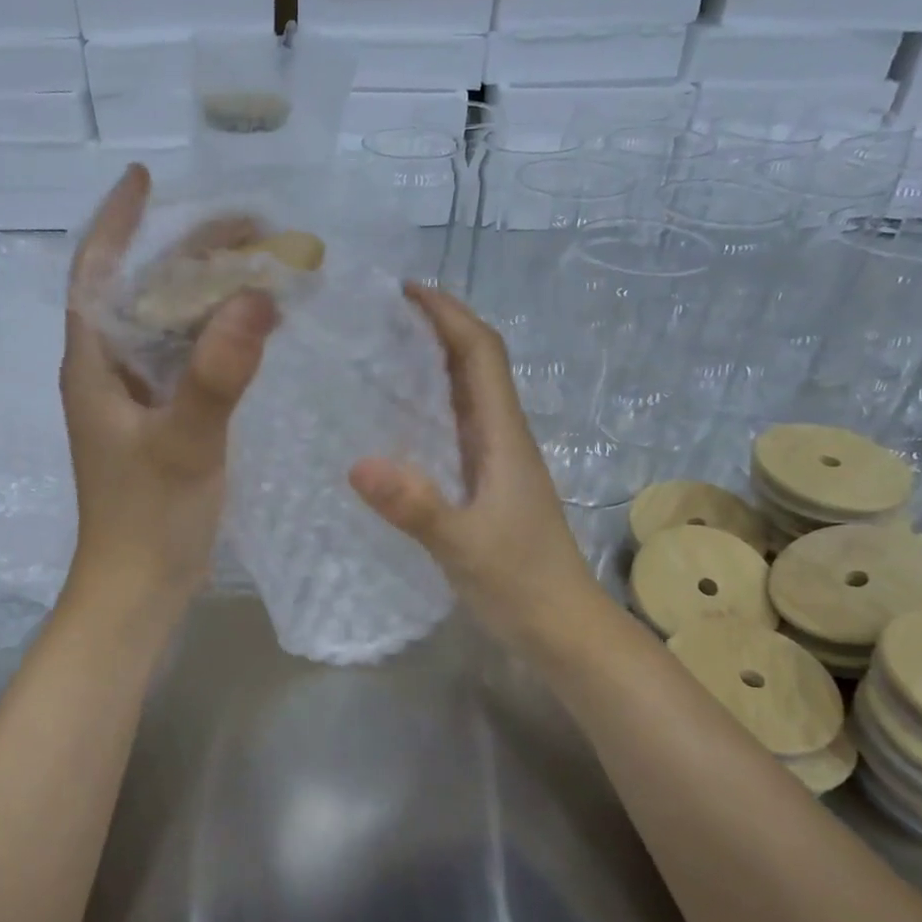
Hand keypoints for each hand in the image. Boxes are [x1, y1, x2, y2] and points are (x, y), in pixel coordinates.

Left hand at [60, 165, 277, 619]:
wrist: (139, 588)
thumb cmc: (147, 519)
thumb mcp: (184, 443)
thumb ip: (217, 375)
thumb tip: (258, 297)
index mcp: (94, 365)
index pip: (96, 272)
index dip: (117, 221)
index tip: (146, 176)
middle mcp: (109, 372)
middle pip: (143, 293)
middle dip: (189, 254)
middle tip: (251, 229)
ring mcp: (136, 400)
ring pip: (169, 328)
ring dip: (209, 296)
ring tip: (262, 268)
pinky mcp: (162, 424)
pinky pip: (188, 363)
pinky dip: (218, 339)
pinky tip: (254, 332)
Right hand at [349, 283, 601, 652]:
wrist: (563, 631)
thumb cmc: (522, 585)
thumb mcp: (464, 547)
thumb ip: (416, 507)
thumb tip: (357, 463)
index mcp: (504, 437)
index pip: (481, 354)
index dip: (449, 315)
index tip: (405, 291)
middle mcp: (503, 439)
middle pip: (476, 365)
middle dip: (436, 330)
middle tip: (378, 318)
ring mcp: (497, 464)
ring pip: (466, 397)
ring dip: (432, 366)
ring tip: (378, 356)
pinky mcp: (486, 489)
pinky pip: (455, 431)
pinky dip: (428, 410)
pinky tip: (394, 425)